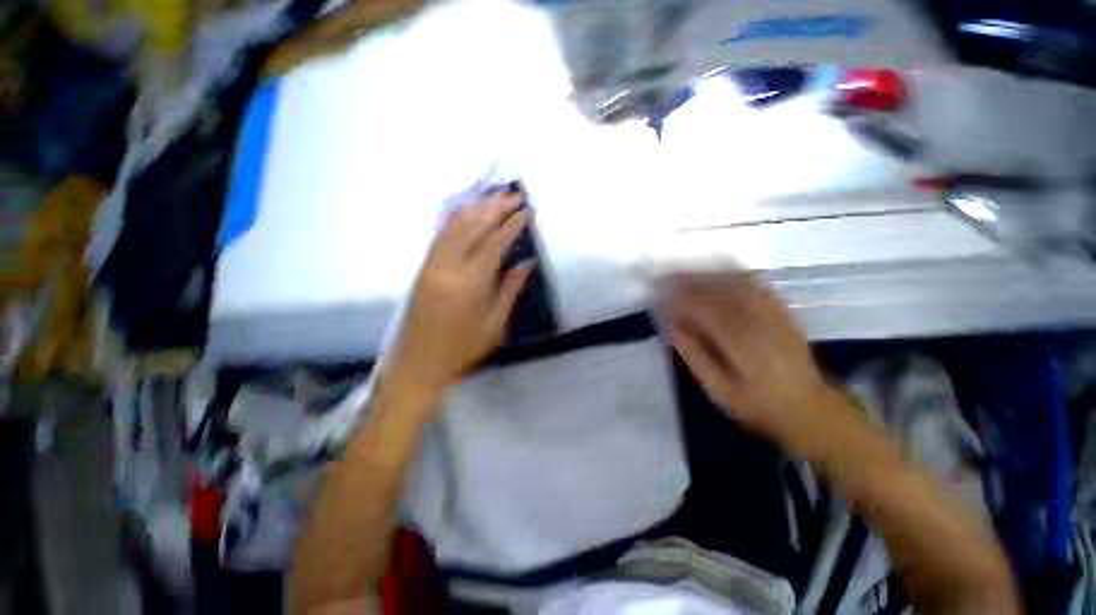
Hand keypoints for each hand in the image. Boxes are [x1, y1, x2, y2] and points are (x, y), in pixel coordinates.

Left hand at [383, 191, 532, 400]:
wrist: (416, 365)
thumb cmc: (461, 351)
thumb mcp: (493, 326)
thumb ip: (509, 290)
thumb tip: (525, 263)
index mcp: (469, 284)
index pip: (494, 242)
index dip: (513, 223)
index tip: (528, 211)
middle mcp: (447, 267)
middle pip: (472, 226)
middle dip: (495, 207)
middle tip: (515, 196)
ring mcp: (430, 265)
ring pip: (453, 225)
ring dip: (476, 208)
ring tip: (495, 197)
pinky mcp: (422, 268)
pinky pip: (440, 235)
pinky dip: (456, 219)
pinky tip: (467, 212)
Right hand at [663, 273, 828, 441]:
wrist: (809, 408)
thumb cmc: (757, 404)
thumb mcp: (719, 390)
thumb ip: (695, 356)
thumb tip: (672, 325)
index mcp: (743, 346)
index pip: (705, 310)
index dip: (679, 297)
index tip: (658, 291)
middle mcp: (760, 323)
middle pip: (720, 290)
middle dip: (688, 278)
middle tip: (664, 274)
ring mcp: (775, 314)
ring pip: (736, 282)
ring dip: (707, 271)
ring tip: (683, 267)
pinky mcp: (782, 310)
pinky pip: (756, 283)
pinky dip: (734, 271)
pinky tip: (717, 266)